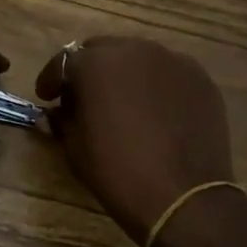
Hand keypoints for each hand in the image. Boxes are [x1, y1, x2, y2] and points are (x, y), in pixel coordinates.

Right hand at [35, 36, 234, 244]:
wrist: (183, 197)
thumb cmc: (117, 172)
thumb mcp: (75, 148)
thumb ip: (63, 119)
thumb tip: (60, 111)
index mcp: (95, 63)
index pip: (65, 61)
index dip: (52, 79)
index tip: (47, 97)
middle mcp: (134, 50)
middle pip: (103, 50)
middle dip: (90, 70)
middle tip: (85, 97)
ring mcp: (172, 61)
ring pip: (138, 58)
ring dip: (124, 74)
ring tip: (123, 103)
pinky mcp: (200, 78)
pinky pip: (168, 73)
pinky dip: (156, 85)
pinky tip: (155, 111)